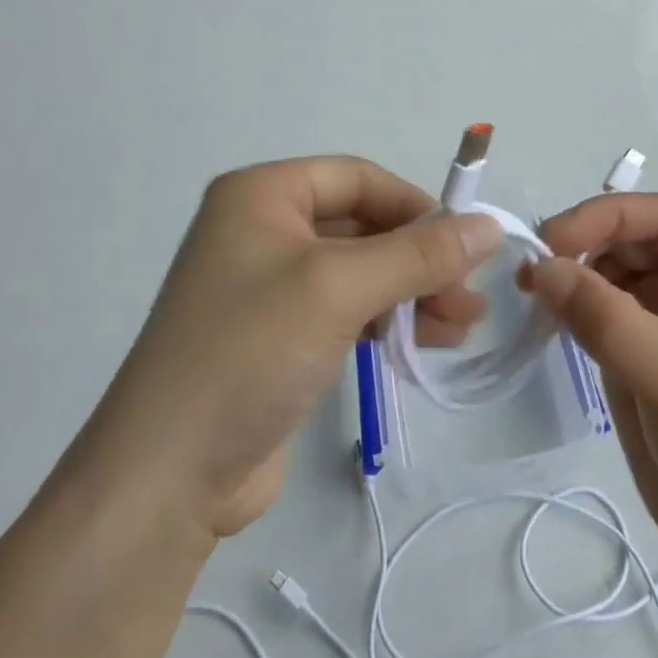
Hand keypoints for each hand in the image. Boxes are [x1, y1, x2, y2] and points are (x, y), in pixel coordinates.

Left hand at [60, 157, 500, 543]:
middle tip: (471, 296)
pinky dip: (387, 320)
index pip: (357, 178)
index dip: (415, 205)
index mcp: (262, 194)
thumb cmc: (250, 351)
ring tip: (464, 325)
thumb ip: (419, 254)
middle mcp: (263, 228)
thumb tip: (491, 226)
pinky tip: (427, 344)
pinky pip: (346, 310)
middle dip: (419, 259)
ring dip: (412, 293)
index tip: (465, 242)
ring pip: (359, 271)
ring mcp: (269, 286)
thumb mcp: (339, 288)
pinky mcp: (279, 337)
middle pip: (362, 226)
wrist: (166, 479)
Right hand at [526, 193, 657, 574]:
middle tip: (530, 269)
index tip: (551, 241)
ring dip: (572, 274)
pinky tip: (546, 314)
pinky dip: (572, 305)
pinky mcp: (644, 347)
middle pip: (631, 238)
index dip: (603, 217)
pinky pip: (600, 308)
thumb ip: (603, 316)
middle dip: (582, 245)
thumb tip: (538, 266)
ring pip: (610, 270)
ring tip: (531, 290)